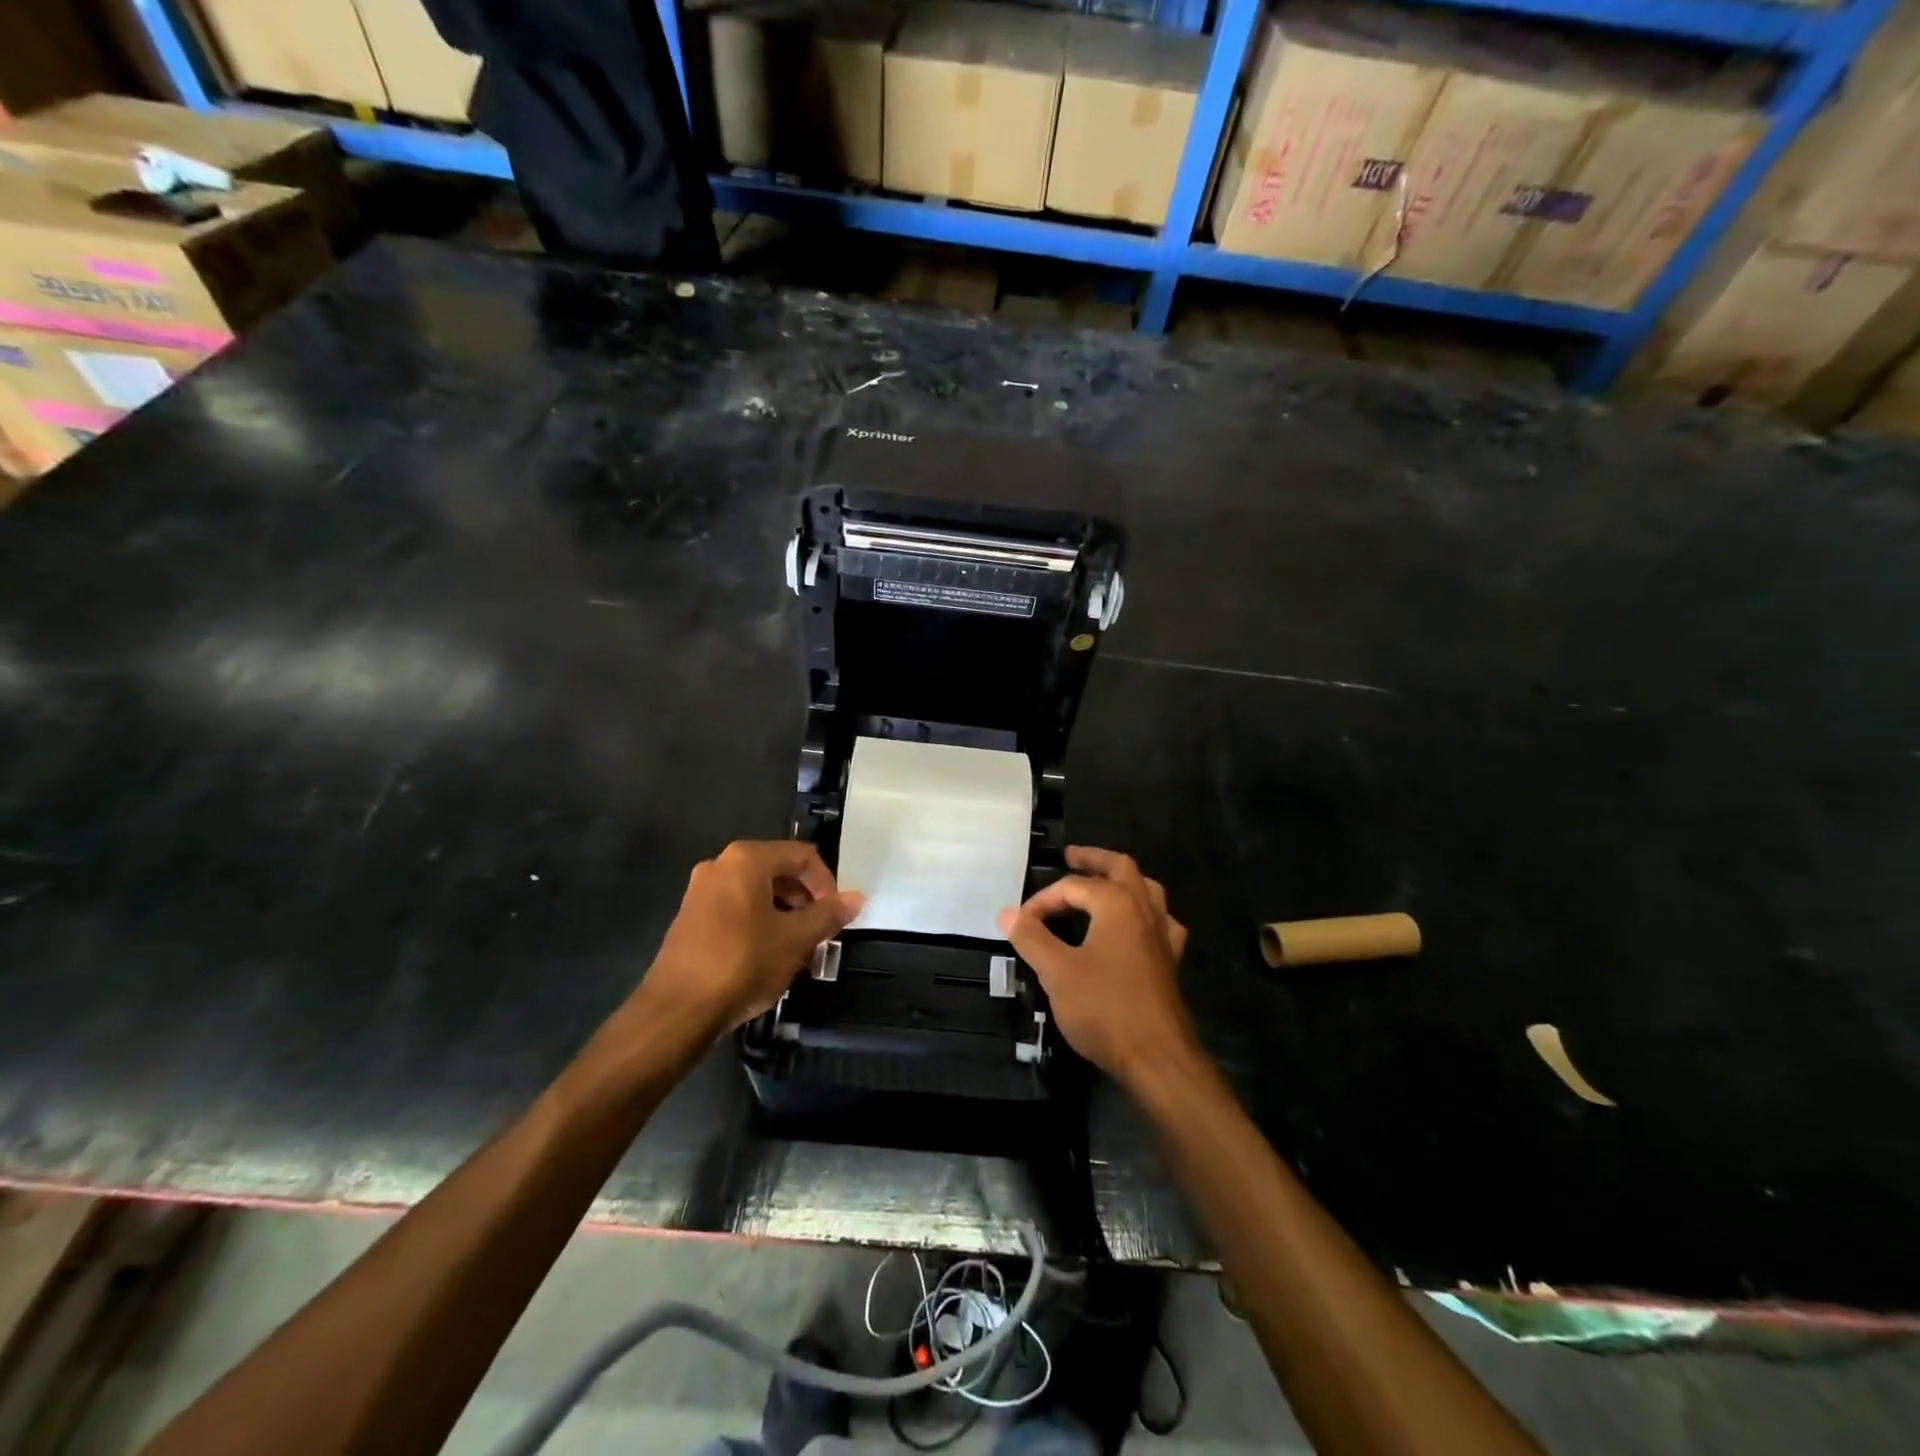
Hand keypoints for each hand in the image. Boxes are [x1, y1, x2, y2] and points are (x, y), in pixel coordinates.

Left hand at [640, 840, 863, 1037]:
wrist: (677, 1010)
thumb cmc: (742, 963)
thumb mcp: (796, 940)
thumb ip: (828, 915)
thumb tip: (856, 898)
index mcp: (746, 860)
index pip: (801, 856)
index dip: (826, 883)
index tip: (836, 915)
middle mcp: (720, 866)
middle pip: (778, 871)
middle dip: (805, 901)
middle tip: (819, 934)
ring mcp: (701, 892)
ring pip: (757, 893)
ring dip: (784, 915)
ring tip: (798, 950)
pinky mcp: (690, 918)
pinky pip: (736, 909)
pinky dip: (759, 924)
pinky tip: (768, 957)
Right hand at [996, 846, 1196, 1088]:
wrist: (1157, 1057)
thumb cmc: (1104, 1008)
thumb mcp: (1057, 972)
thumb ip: (1031, 938)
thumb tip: (1007, 912)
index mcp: (1117, 904)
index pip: (1073, 887)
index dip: (1043, 900)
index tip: (1021, 921)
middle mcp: (1144, 909)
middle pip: (1120, 868)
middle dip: (1093, 859)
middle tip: (1070, 856)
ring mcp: (1162, 934)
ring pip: (1147, 889)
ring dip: (1122, 879)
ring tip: (1102, 880)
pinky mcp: (1170, 960)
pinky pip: (1160, 921)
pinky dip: (1144, 912)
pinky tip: (1136, 925)